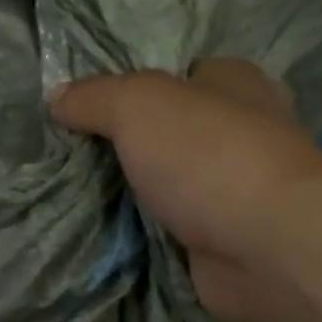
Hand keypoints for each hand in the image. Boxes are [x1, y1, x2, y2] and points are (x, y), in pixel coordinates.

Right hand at [50, 58, 321, 321]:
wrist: (265, 247)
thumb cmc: (208, 156)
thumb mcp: (139, 105)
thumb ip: (95, 98)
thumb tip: (56, 98)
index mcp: (232, 82)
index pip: (177, 74)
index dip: (132, 87)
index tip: (84, 109)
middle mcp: (240, 131)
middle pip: (170, 133)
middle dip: (127, 146)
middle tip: (71, 156)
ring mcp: (233, 190)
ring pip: (169, 184)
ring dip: (133, 194)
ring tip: (75, 196)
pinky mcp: (224, 238)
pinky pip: (171, 229)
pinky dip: (144, 234)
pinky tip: (105, 235)